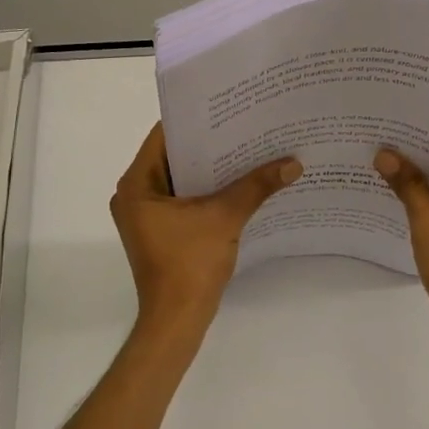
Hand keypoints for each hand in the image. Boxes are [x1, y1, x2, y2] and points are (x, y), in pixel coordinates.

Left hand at [110, 124, 300, 344]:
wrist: (177, 320)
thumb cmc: (190, 264)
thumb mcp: (225, 218)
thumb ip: (256, 186)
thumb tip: (293, 162)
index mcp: (136, 184)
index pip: (164, 136)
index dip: (196, 120)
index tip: (227, 107)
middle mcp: (134, 195)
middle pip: (174, 157)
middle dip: (209, 144)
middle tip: (245, 125)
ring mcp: (146, 216)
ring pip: (181, 180)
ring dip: (211, 169)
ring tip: (248, 149)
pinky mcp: (160, 232)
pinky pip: (184, 200)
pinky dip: (208, 192)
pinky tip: (240, 184)